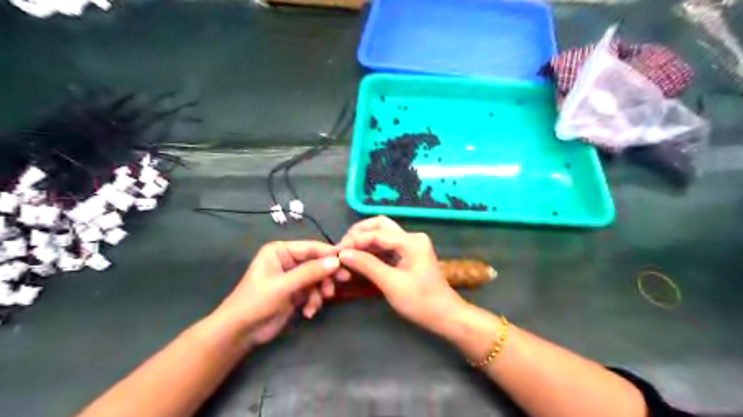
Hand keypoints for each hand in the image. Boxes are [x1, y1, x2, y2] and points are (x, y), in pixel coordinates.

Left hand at [213, 240, 339, 346]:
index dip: (329, 254)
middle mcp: (288, 260)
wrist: (240, 333)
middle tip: (342, 281)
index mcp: (281, 251)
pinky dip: (314, 301)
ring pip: (318, 278)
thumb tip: (336, 261)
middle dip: (327, 275)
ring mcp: (293, 277)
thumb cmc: (256, 302)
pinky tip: (308, 312)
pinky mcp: (296, 292)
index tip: (347, 262)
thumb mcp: (284, 286)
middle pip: (317, 263)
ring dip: (320, 291)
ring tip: (318, 303)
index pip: (311, 248)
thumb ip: (310, 272)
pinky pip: (313, 291)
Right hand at [337, 217, 462, 333]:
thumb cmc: (421, 301)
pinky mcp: (408, 255)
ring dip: (364, 242)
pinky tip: (358, 260)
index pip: (376, 233)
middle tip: (342, 248)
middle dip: (359, 234)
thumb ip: (367, 265)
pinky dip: (371, 251)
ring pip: (381, 235)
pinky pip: (386, 247)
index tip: (336, 252)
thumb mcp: (391, 284)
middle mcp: (411, 237)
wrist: (445, 316)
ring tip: (346, 254)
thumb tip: (343, 253)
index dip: (355, 240)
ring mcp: (410, 245)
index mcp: (410, 241)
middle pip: (380, 226)